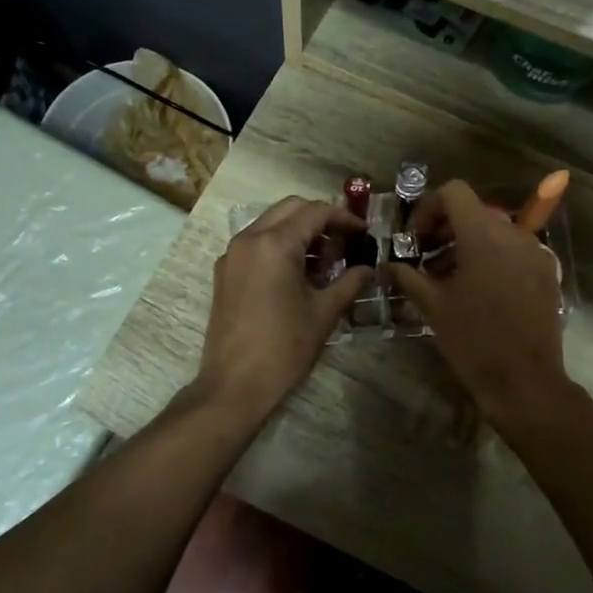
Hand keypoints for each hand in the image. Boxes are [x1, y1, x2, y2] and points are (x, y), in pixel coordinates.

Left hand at [194, 197, 371, 421]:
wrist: (234, 384)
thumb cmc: (283, 348)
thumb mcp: (323, 313)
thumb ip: (349, 283)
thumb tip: (369, 268)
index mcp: (275, 244)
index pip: (315, 212)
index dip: (344, 218)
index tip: (363, 233)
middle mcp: (249, 239)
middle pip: (291, 208)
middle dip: (320, 219)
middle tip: (344, 243)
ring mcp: (232, 254)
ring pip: (270, 223)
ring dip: (299, 231)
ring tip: (324, 262)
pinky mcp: (224, 271)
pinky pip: (255, 243)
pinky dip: (278, 245)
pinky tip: (297, 274)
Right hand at [384, 181, 574, 424]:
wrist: (525, 381)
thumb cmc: (473, 341)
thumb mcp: (433, 306)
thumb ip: (408, 276)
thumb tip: (389, 264)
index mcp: (483, 235)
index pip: (454, 192)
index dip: (429, 208)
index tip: (416, 239)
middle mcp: (514, 234)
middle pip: (474, 211)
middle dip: (445, 229)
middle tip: (425, 258)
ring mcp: (535, 252)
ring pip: (495, 231)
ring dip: (467, 244)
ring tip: (448, 278)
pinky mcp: (546, 272)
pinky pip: (514, 250)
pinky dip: (492, 258)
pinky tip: (478, 290)